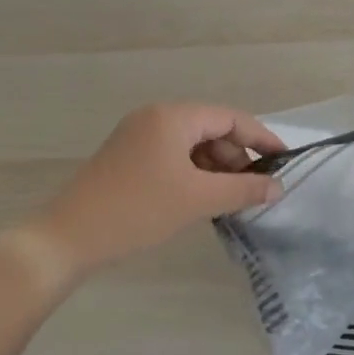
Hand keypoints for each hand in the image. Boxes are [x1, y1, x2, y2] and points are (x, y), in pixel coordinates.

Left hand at [24, 103, 285, 279]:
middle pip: (210, 129)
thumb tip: (278, 188)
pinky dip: (193, 174)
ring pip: (192, 145)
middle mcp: (155, 117)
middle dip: (236, 157)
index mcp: (172, 116)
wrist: (68, 238)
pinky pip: (172, 157)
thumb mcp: (197, 200)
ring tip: (229, 200)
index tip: (284, 162)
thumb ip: (242, 189)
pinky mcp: (128, 157)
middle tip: (254, 191)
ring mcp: (138, 136)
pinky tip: (201, 200)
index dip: (260, 138)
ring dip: (215, 168)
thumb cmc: (138, 210)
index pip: (230, 118)